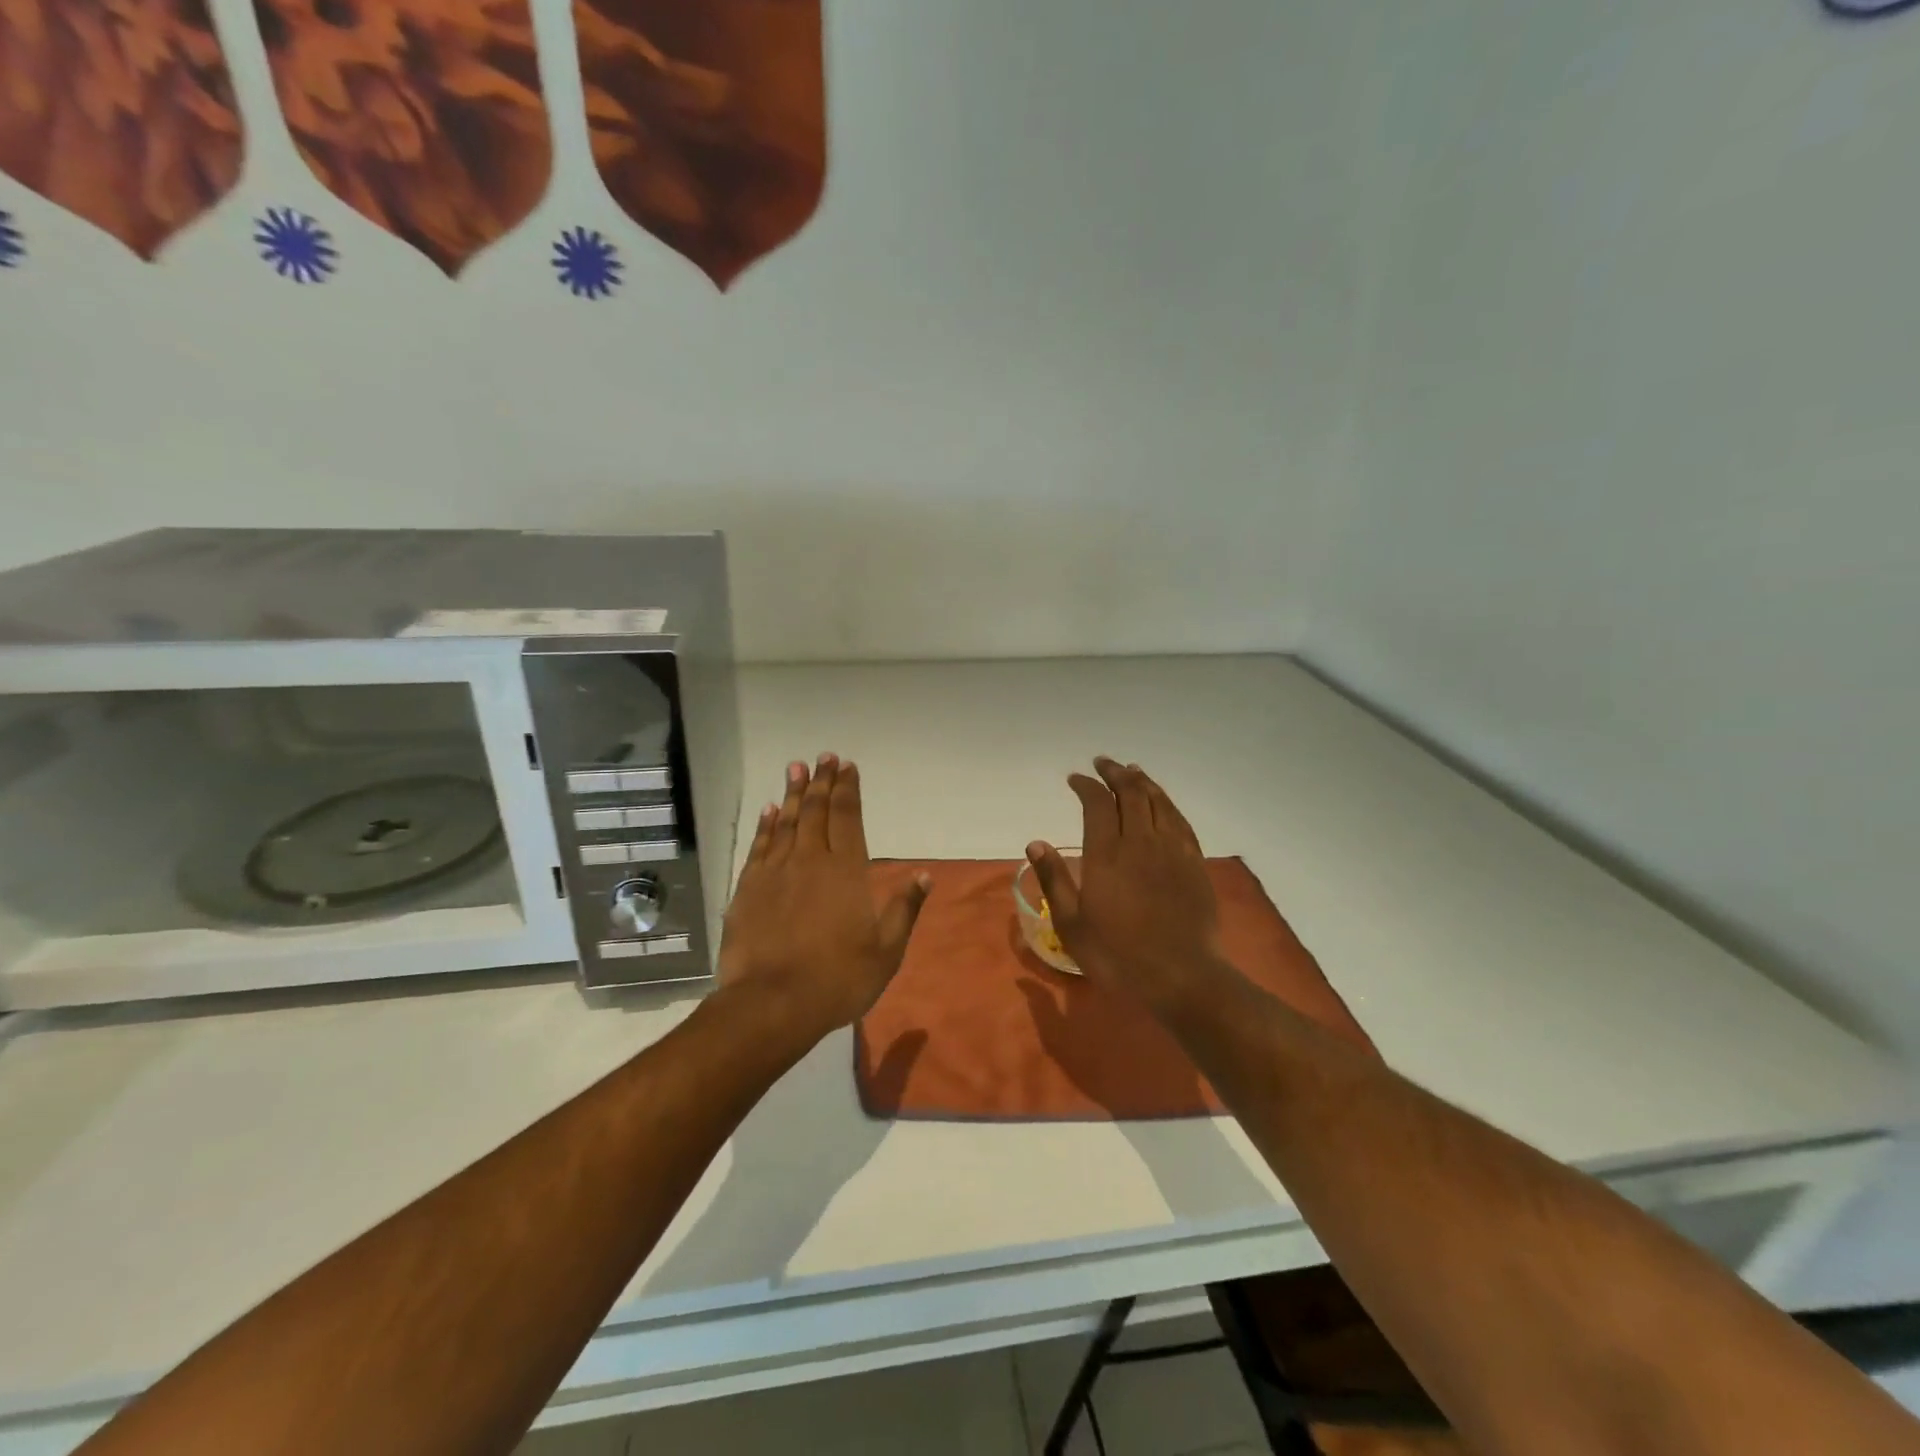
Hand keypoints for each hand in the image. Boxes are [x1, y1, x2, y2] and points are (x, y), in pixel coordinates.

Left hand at [719, 754, 930, 1041]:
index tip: (847, 766)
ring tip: (796, 768)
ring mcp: (776, 872)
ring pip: (787, 822)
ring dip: (793, 794)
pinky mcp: (748, 889)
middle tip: (824, 757)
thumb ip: (903, 909)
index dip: (848, 789)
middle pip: (817, 812)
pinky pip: (759, 846)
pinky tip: (769, 811)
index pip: (848, 818)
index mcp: (847, 871)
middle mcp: (811, 861)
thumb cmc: (838, 979)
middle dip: (822, 782)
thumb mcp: (886, 951)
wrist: (772, 1003)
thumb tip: (923, 875)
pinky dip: (766, 826)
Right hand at [1027, 758, 1227, 1012]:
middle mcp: (1141, 841)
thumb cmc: (1117, 955)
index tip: (1075, 779)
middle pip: (1130, 792)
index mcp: (1106, 854)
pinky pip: (1180, 820)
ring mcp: (1172, 850)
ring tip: (1131, 771)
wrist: (1182, 977)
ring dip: (1142, 781)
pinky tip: (1162, 802)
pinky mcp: (1194, 863)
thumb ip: (1053, 880)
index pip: (1096, 803)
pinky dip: (1167, 802)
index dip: (1085, 785)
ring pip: (1158, 801)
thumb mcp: (1071, 924)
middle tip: (1102, 764)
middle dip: (1114, 773)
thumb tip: (1036, 843)